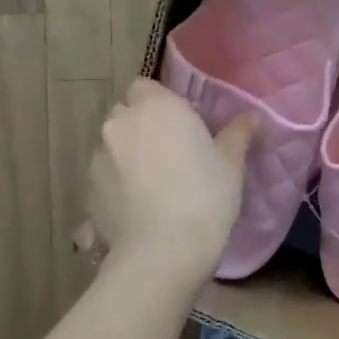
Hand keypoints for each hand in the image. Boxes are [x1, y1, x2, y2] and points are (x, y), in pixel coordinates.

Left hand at [86, 79, 256, 286]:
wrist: (163, 252)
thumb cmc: (204, 194)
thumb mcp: (231, 162)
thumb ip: (239, 133)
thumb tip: (252, 117)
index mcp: (155, 106)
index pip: (145, 86)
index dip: (160, 101)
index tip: (181, 123)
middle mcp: (119, 124)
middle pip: (125, 114)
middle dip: (141, 126)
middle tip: (169, 152)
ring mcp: (97, 159)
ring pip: (112, 147)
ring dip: (126, 156)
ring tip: (151, 185)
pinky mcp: (86, 193)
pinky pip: (104, 180)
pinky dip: (115, 187)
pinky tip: (136, 209)